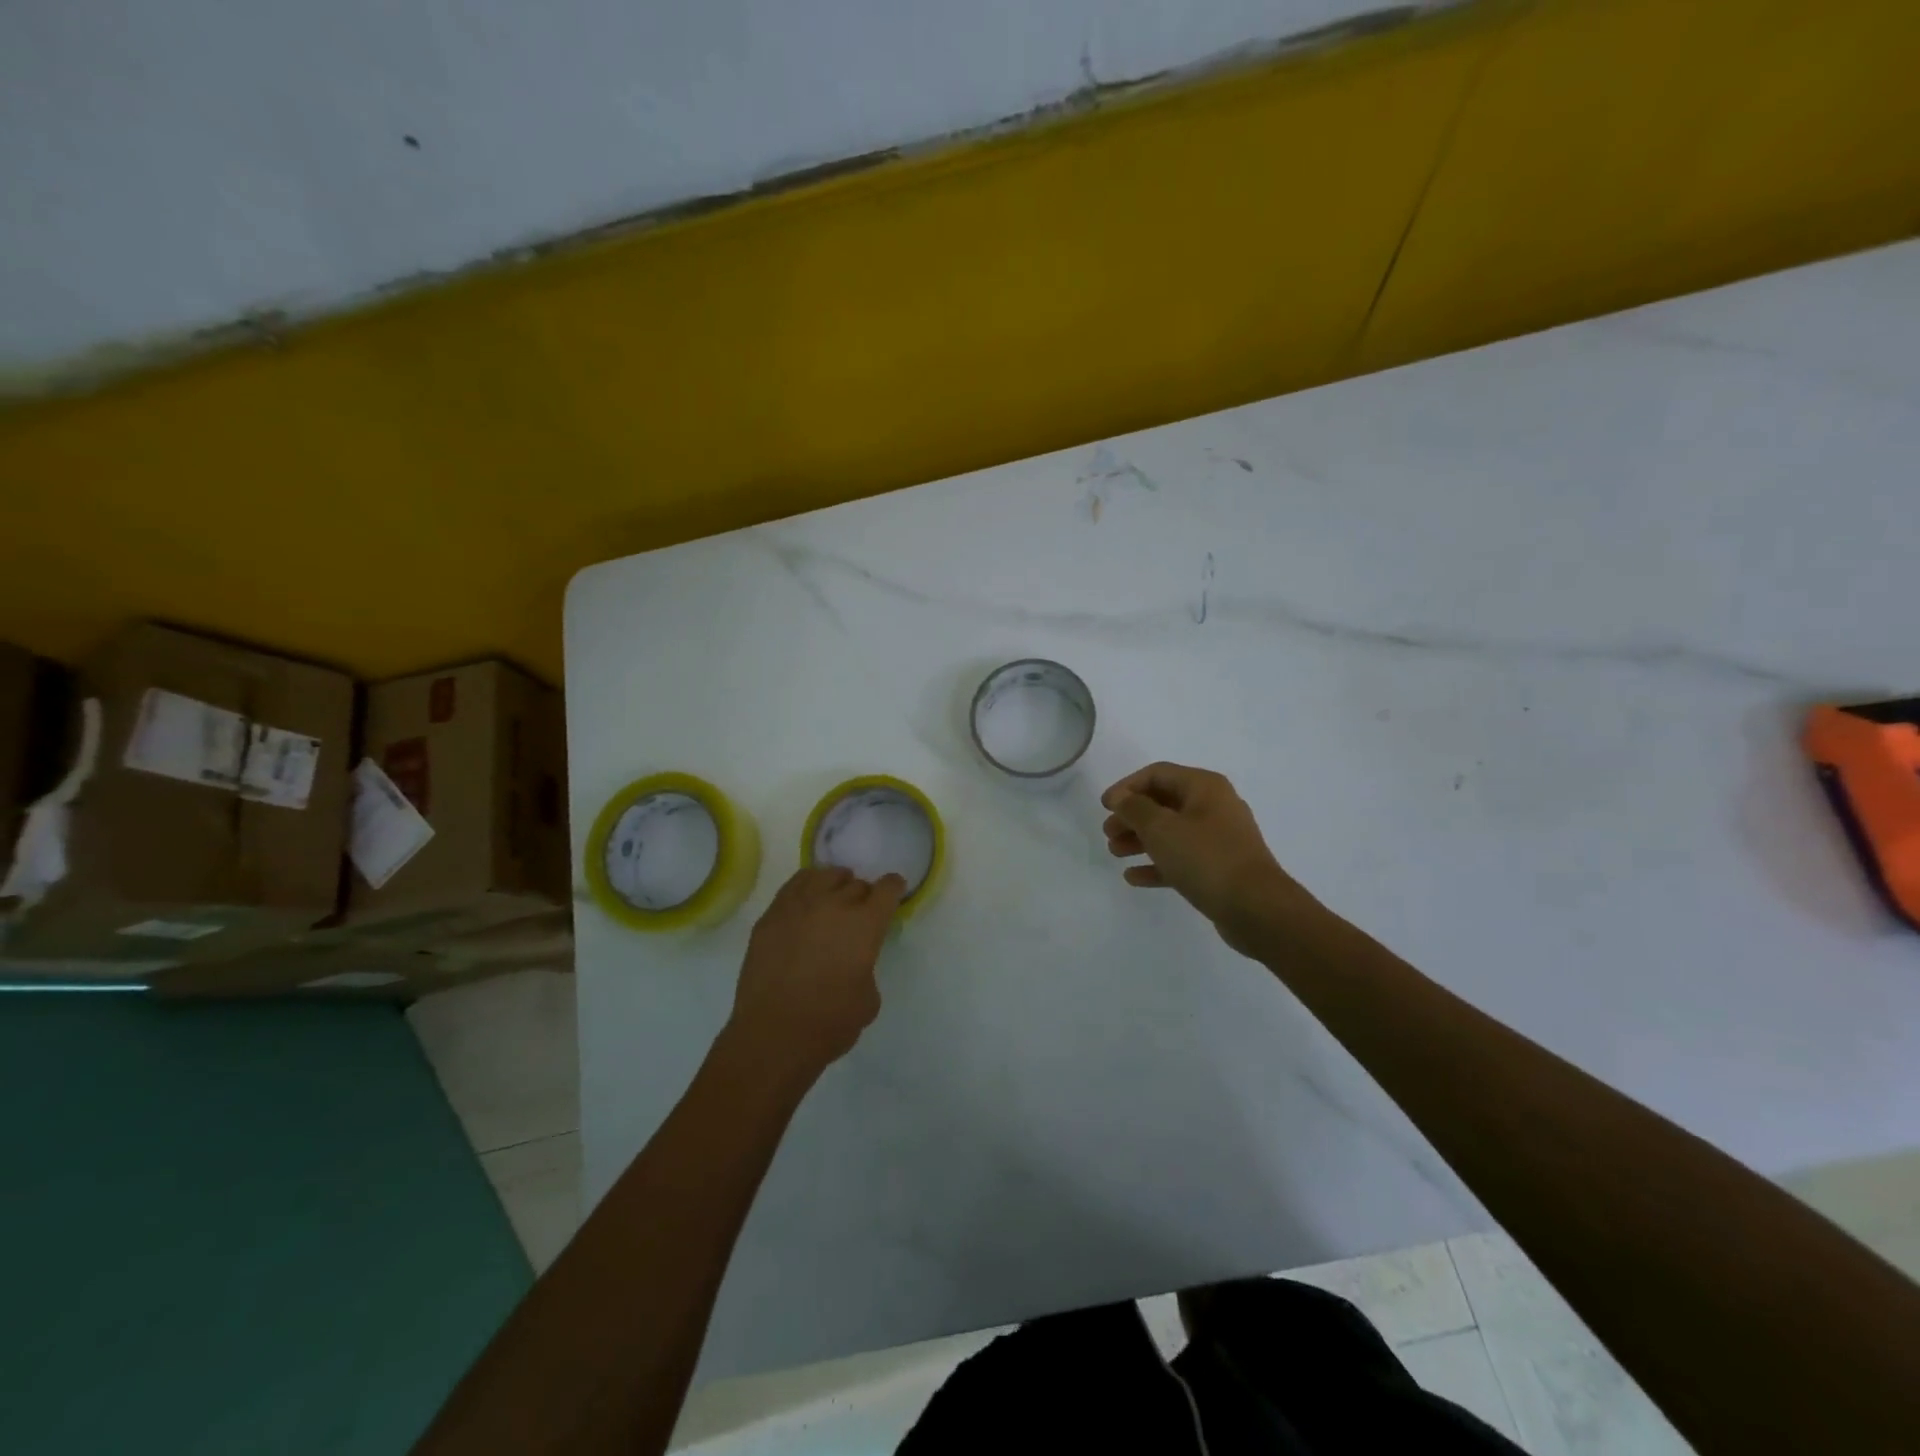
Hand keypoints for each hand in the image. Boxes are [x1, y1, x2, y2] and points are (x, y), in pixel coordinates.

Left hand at [726, 866, 905, 1081]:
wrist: (772, 1035)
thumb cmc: (829, 1023)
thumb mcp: (869, 1000)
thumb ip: (867, 968)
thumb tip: (854, 962)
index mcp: (865, 924)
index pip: (887, 889)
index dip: (893, 887)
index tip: (894, 890)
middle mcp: (834, 905)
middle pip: (856, 884)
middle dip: (863, 895)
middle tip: (860, 911)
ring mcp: (798, 906)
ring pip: (824, 876)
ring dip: (835, 883)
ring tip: (833, 895)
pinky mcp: (771, 916)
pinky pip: (794, 886)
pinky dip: (806, 888)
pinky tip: (806, 901)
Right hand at [1101, 762, 1317, 954]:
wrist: (1256, 908)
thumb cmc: (1205, 858)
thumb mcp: (1161, 828)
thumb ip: (1135, 809)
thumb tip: (1122, 798)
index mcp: (1204, 787)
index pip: (1157, 774)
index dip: (1127, 787)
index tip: (1104, 807)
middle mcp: (1214, 806)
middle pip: (1163, 803)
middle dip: (1132, 816)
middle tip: (1108, 833)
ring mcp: (1219, 838)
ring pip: (1171, 832)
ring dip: (1140, 840)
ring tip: (1115, 853)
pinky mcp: (1219, 868)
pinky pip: (1182, 858)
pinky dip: (1157, 864)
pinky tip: (1134, 877)